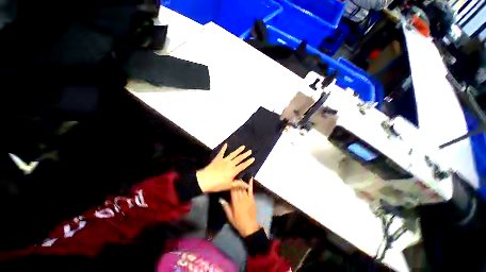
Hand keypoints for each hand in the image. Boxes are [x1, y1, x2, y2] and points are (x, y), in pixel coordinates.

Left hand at [196, 143, 254, 192]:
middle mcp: (230, 164)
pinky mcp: (218, 158)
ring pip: (233, 154)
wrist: (205, 180)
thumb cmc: (217, 184)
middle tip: (250, 150)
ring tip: (243, 146)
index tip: (253, 158)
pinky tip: (226, 144)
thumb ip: (239, 184)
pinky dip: (224, 148)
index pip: (243, 165)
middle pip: (239, 158)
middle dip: (245, 154)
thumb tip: (248, 185)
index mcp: (233, 170)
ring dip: (238, 150)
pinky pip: (222, 152)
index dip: (248, 162)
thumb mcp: (229, 186)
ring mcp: (224, 160)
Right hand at [220, 179, 259, 237]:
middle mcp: (241, 198)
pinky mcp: (252, 198)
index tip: (229, 178)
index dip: (231, 184)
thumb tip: (220, 199)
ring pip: (243, 187)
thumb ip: (226, 207)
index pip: (232, 191)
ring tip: (239, 174)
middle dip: (236, 181)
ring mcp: (247, 198)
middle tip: (234, 174)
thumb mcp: (230, 217)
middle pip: (238, 187)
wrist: (250, 227)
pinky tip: (250, 177)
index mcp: (235, 202)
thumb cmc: (238, 222)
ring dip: (241, 180)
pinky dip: (250, 183)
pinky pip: (250, 189)